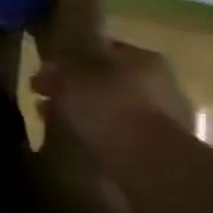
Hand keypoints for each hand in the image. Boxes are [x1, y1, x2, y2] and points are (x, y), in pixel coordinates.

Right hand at [32, 40, 193, 158]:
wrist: (149, 164)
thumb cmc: (107, 107)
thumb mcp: (72, 72)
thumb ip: (62, 58)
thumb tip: (56, 55)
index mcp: (144, 58)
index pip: (101, 47)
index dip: (68, 58)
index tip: (44, 72)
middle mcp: (162, 84)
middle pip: (107, 79)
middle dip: (75, 87)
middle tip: (44, 98)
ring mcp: (167, 120)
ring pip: (113, 107)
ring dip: (86, 112)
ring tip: (55, 123)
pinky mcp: (164, 151)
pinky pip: (122, 135)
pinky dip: (100, 135)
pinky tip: (79, 142)